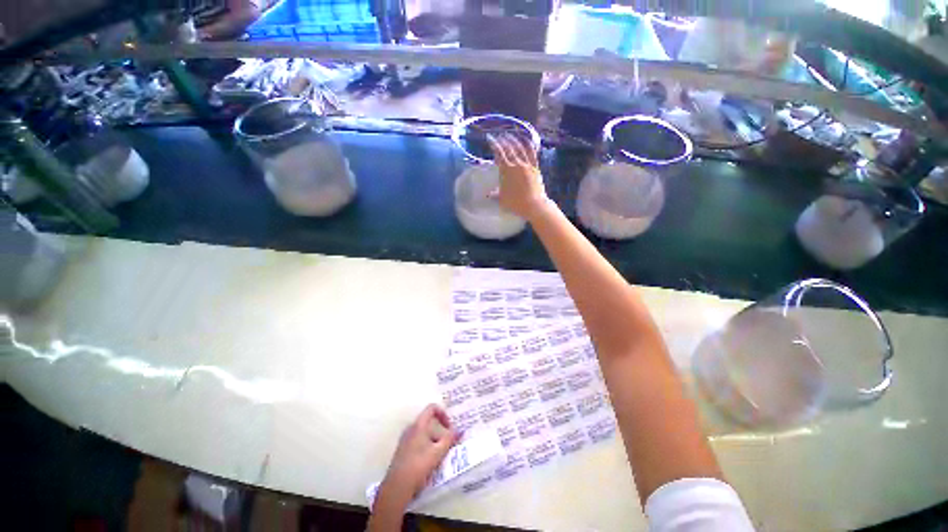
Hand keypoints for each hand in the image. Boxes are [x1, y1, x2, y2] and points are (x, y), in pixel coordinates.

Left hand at [374, 405, 458, 514]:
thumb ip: (449, 439)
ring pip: (423, 433)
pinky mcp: (402, 450)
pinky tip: (430, 461)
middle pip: (428, 422)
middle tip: (448, 442)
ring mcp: (404, 439)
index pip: (431, 408)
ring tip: (441, 454)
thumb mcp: (438, 453)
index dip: (443, 413)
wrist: (397, 488)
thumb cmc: (418, 466)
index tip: (449, 426)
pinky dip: (426, 446)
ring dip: (434, 440)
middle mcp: (410, 428)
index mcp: (418, 425)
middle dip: (440, 430)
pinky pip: (417, 441)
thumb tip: (459, 430)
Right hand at [488, 133, 551, 221]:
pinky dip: (528, 145)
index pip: (499, 153)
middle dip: (503, 141)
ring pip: (520, 148)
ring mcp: (527, 165)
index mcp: (506, 171)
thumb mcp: (502, 199)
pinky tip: (526, 141)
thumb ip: (495, 194)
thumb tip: (488, 195)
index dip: (494, 145)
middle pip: (509, 148)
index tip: (490, 139)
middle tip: (498, 137)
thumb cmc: (516, 203)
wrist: (534, 205)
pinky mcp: (535, 167)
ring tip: (509, 136)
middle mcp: (516, 164)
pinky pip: (532, 153)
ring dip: (514, 141)